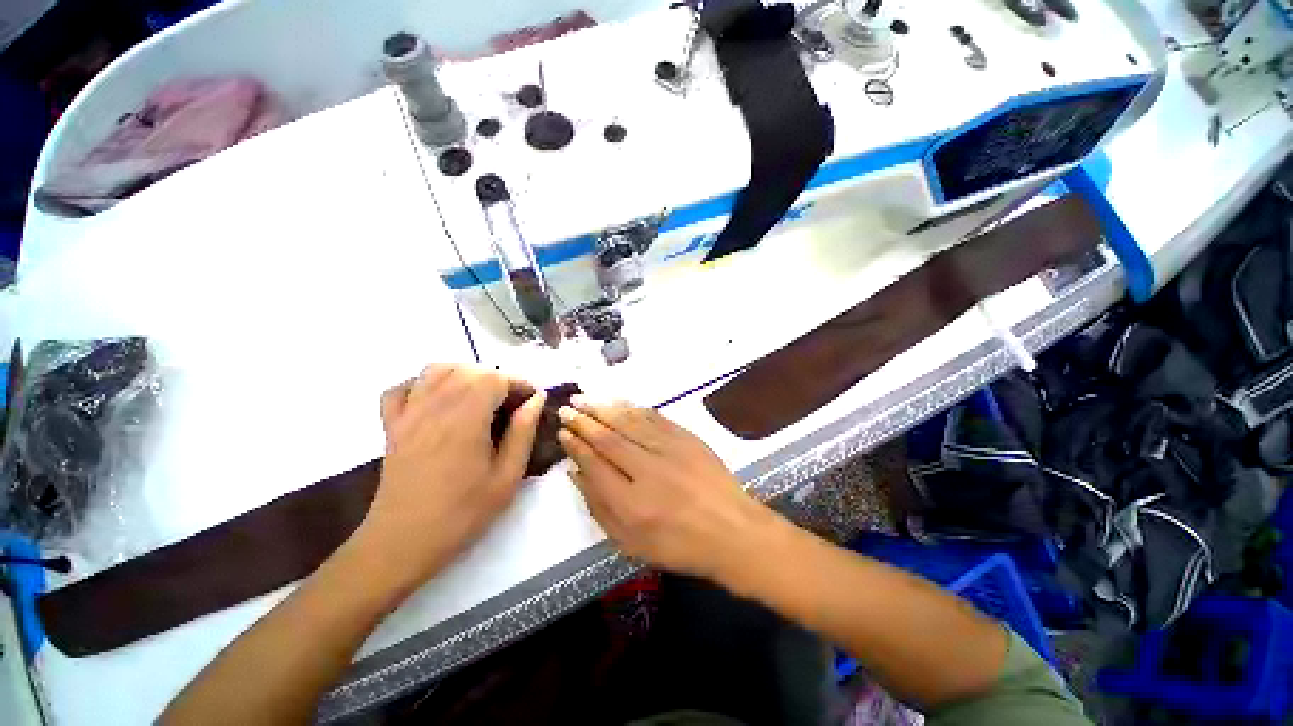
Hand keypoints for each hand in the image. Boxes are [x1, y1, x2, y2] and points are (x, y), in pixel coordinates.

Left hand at [353, 364, 545, 591]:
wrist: (402, 543)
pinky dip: (422, 385)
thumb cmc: (462, 513)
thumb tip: (536, 399)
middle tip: (511, 405)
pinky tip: (438, 402)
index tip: (531, 401)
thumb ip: (523, 432)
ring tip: (479, 398)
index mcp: (466, 419)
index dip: (518, 383)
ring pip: (436, 370)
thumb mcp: (507, 477)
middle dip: (496, 379)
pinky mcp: (391, 426)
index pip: (495, 378)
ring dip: (463, 375)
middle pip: (469, 369)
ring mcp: (408, 414)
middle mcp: (435, 407)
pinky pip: (402, 389)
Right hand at [557, 397, 776, 581]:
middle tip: (567, 408)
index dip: (576, 446)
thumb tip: (577, 473)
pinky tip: (619, 403)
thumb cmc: (678, 545)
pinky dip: (633, 408)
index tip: (563, 432)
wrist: (730, 531)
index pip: (594, 464)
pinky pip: (654, 417)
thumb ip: (599, 508)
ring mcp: (669, 450)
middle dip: (584, 420)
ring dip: (604, 408)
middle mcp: (647, 471)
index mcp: (631, 504)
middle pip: (608, 439)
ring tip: (585, 399)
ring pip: (629, 422)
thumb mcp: (631, 543)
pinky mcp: (686, 438)